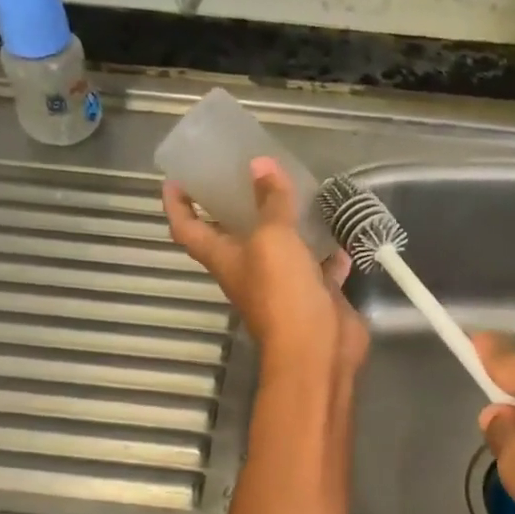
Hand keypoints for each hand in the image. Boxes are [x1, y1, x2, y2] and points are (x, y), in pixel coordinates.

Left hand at [163, 158, 366, 375]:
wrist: (317, 349)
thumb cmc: (282, 292)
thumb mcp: (273, 238)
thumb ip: (269, 202)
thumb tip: (259, 164)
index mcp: (224, 258)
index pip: (187, 228)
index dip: (177, 204)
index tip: (176, 178)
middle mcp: (249, 271)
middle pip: (233, 236)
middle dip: (235, 206)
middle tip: (247, 172)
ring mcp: (283, 286)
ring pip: (280, 249)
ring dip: (285, 224)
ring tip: (296, 191)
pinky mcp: (314, 295)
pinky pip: (318, 267)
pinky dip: (326, 251)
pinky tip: (338, 231)